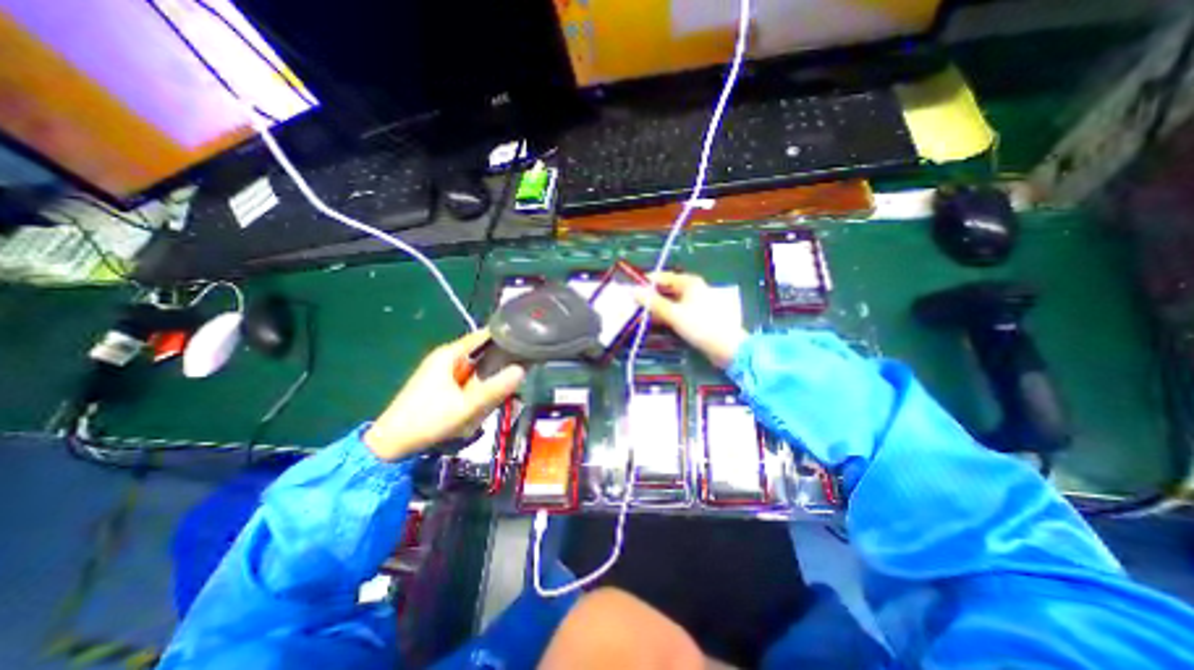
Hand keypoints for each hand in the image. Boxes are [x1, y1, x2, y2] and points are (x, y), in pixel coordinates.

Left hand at [367, 329, 524, 459]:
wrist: (390, 445)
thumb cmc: (427, 421)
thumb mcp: (466, 406)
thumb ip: (495, 389)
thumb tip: (522, 369)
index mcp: (450, 354)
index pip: (486, 335)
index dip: (507, 338)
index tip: (527, 347)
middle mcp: (448, 357)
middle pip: (484, 354)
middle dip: (497, 369)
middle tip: (507, 387)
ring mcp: (444, 371)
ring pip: (478, 370)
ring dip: (486, 385)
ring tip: (486, 405)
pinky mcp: (443, 384)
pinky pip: (469, 382)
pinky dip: (477, 392)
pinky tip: (476, 409)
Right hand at [633, 269, 742, 369]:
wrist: (726, 346)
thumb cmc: (700, 325)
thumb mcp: (673, 313)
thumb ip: (653, 303)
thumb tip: (633, 291)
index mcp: (689, 283)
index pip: (663, 277)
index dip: (646, 282)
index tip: (631, 289)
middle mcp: (692, 290)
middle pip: (666, 290)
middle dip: (650, 296)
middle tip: (633, 304)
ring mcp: (695, 303)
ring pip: (670, 302)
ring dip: (656, 307)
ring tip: (639, 314)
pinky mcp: (696, 316)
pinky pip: (676, 312)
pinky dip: (665, 315)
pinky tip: (654, 322)